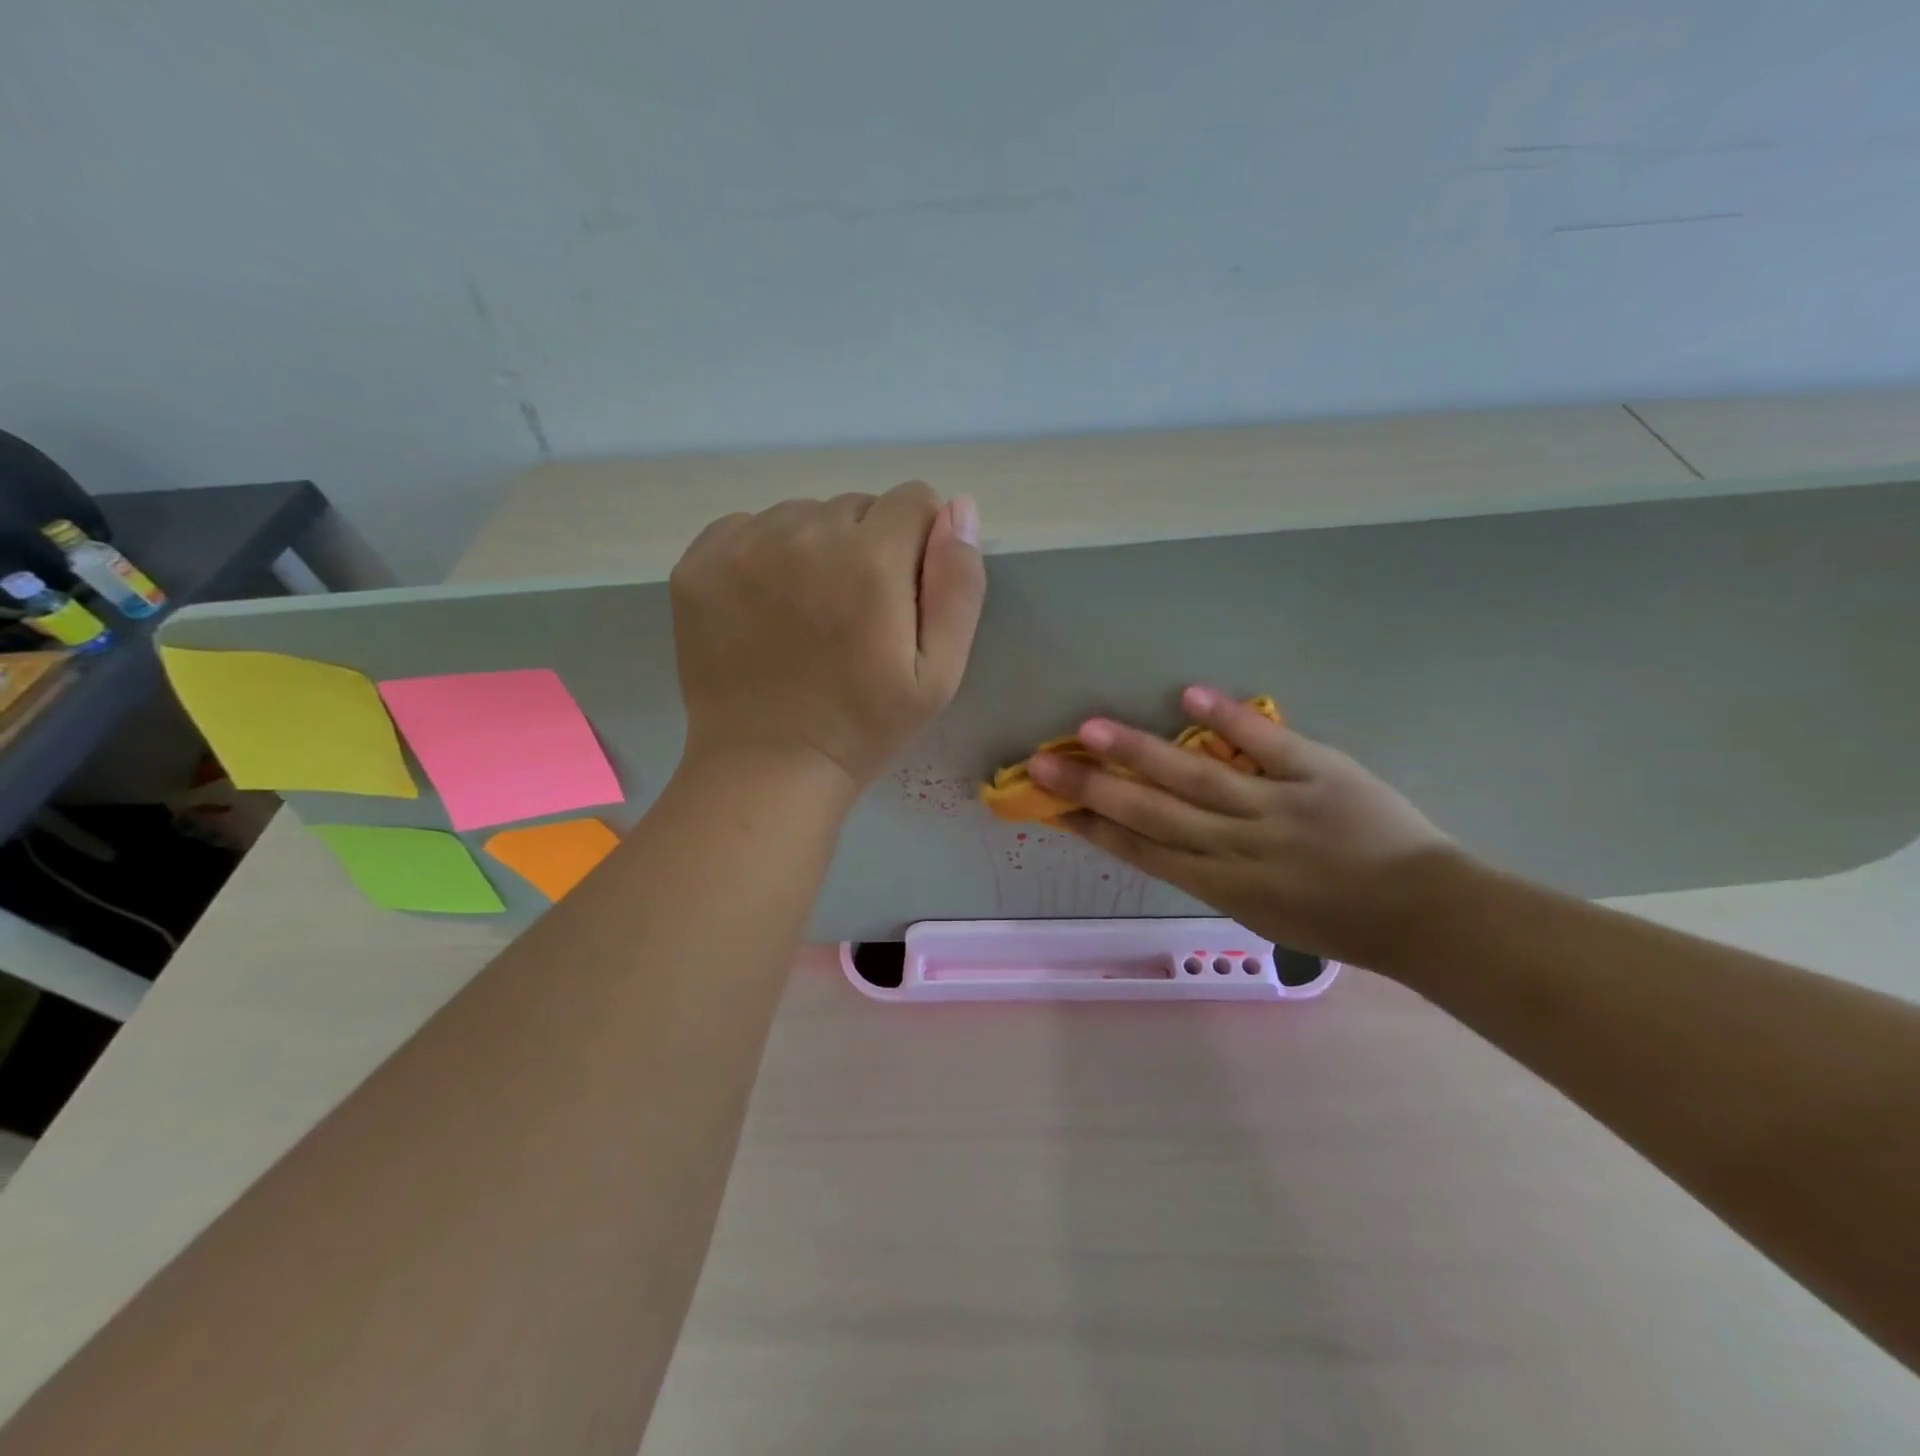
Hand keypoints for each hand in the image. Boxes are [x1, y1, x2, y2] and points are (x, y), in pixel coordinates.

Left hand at [670, 482, 984, 791]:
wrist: (766, 767)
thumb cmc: (864, 726)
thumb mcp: (939, 673)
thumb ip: (958, 585)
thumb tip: (960, 507)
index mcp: (870, 560)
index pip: (914, 501)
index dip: (920, 544)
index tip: (905, 594)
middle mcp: (804, 534)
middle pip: (857, 507)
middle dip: (869, 547)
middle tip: (855, 615)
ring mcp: (742, 546)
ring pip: (802, 515)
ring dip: (816, 549)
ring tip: (809, 615)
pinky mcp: (698, 564)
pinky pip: (748, 528)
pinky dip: (764, 555)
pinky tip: (766, 608)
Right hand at [1030, 687, 1462, 967]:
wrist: (1427, 916)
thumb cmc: (1337, 923)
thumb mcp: (1260, 913)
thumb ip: (1210, 872)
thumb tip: (1163, 834)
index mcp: (1222, 887)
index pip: (1142, 852)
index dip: (1092, 827)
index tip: (1049, 807)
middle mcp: (1238, 848)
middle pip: (1152, 814)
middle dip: (1092, 789)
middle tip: (1041, 765)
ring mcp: (1278, 808)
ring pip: (1197, 778)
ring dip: (1140, 753)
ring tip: (1090, 729)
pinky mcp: (1320, 774)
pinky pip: (1268, 745)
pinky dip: (1230, 721)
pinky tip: (1189, 694)